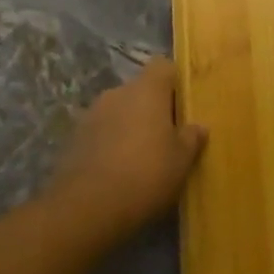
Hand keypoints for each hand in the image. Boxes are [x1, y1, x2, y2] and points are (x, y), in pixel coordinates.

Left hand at [46, 58, 207, 238]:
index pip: (163, 66)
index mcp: (146, 90)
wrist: (87, 206)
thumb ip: (191, 138)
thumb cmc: (145, 174)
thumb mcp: (181, 160)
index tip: (185, 104)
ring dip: (131, 125)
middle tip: (169, 136)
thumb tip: (198, 126)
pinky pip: (102, 130)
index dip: (176, 81)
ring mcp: (92, 113)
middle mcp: (117, 92)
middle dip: (154, 108)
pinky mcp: (75, 136)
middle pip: (141, 89)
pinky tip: (120, 169)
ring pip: (120, 110)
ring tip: (143, 156)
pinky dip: (112, 142)